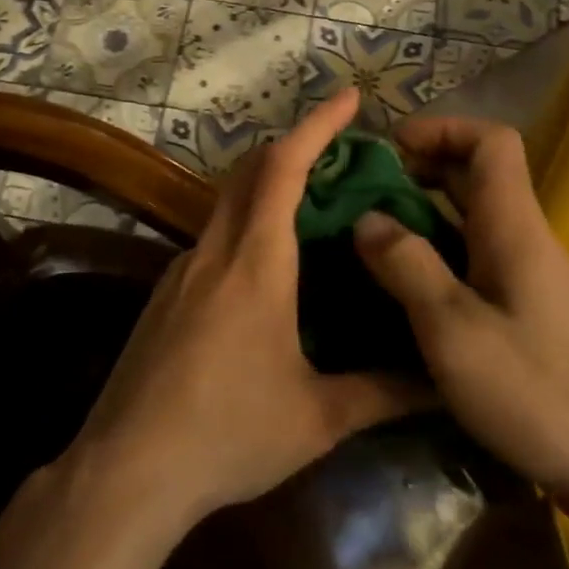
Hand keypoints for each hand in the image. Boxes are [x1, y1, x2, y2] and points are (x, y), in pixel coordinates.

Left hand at [71, 89, 423, 528]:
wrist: (127, 471)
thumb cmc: (228, 433)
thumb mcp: (317, 417)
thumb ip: (382, 392)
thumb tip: (441, 381)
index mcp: (256, 262)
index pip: (284, 168)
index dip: (317, 126)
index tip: (349, 97)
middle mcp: (215, 250)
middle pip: (250, 170)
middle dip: (293, 146)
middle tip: (340, 152)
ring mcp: (182, 270)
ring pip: (227, 202)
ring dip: (267, 186)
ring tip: (312, 206)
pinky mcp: (164, 295)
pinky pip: (212, 237)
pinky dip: (245, 224)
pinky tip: (266, 267)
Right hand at [352, 117, 568, 512]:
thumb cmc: (538, 390)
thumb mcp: (454, 329)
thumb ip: (408, 267)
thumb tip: (367, 219)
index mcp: (513, 226)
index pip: (491, 141)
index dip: (443, 129)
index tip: (390, 148)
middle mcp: (524, 239)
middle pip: (477, 177)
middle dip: (420, 171)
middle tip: (364, 194)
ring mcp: (529, 278)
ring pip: (473, 222)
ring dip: (424, 216)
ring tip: (369, 238)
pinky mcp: (528, 313)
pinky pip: (476, 262)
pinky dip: (438, 257)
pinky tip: (403, 291)